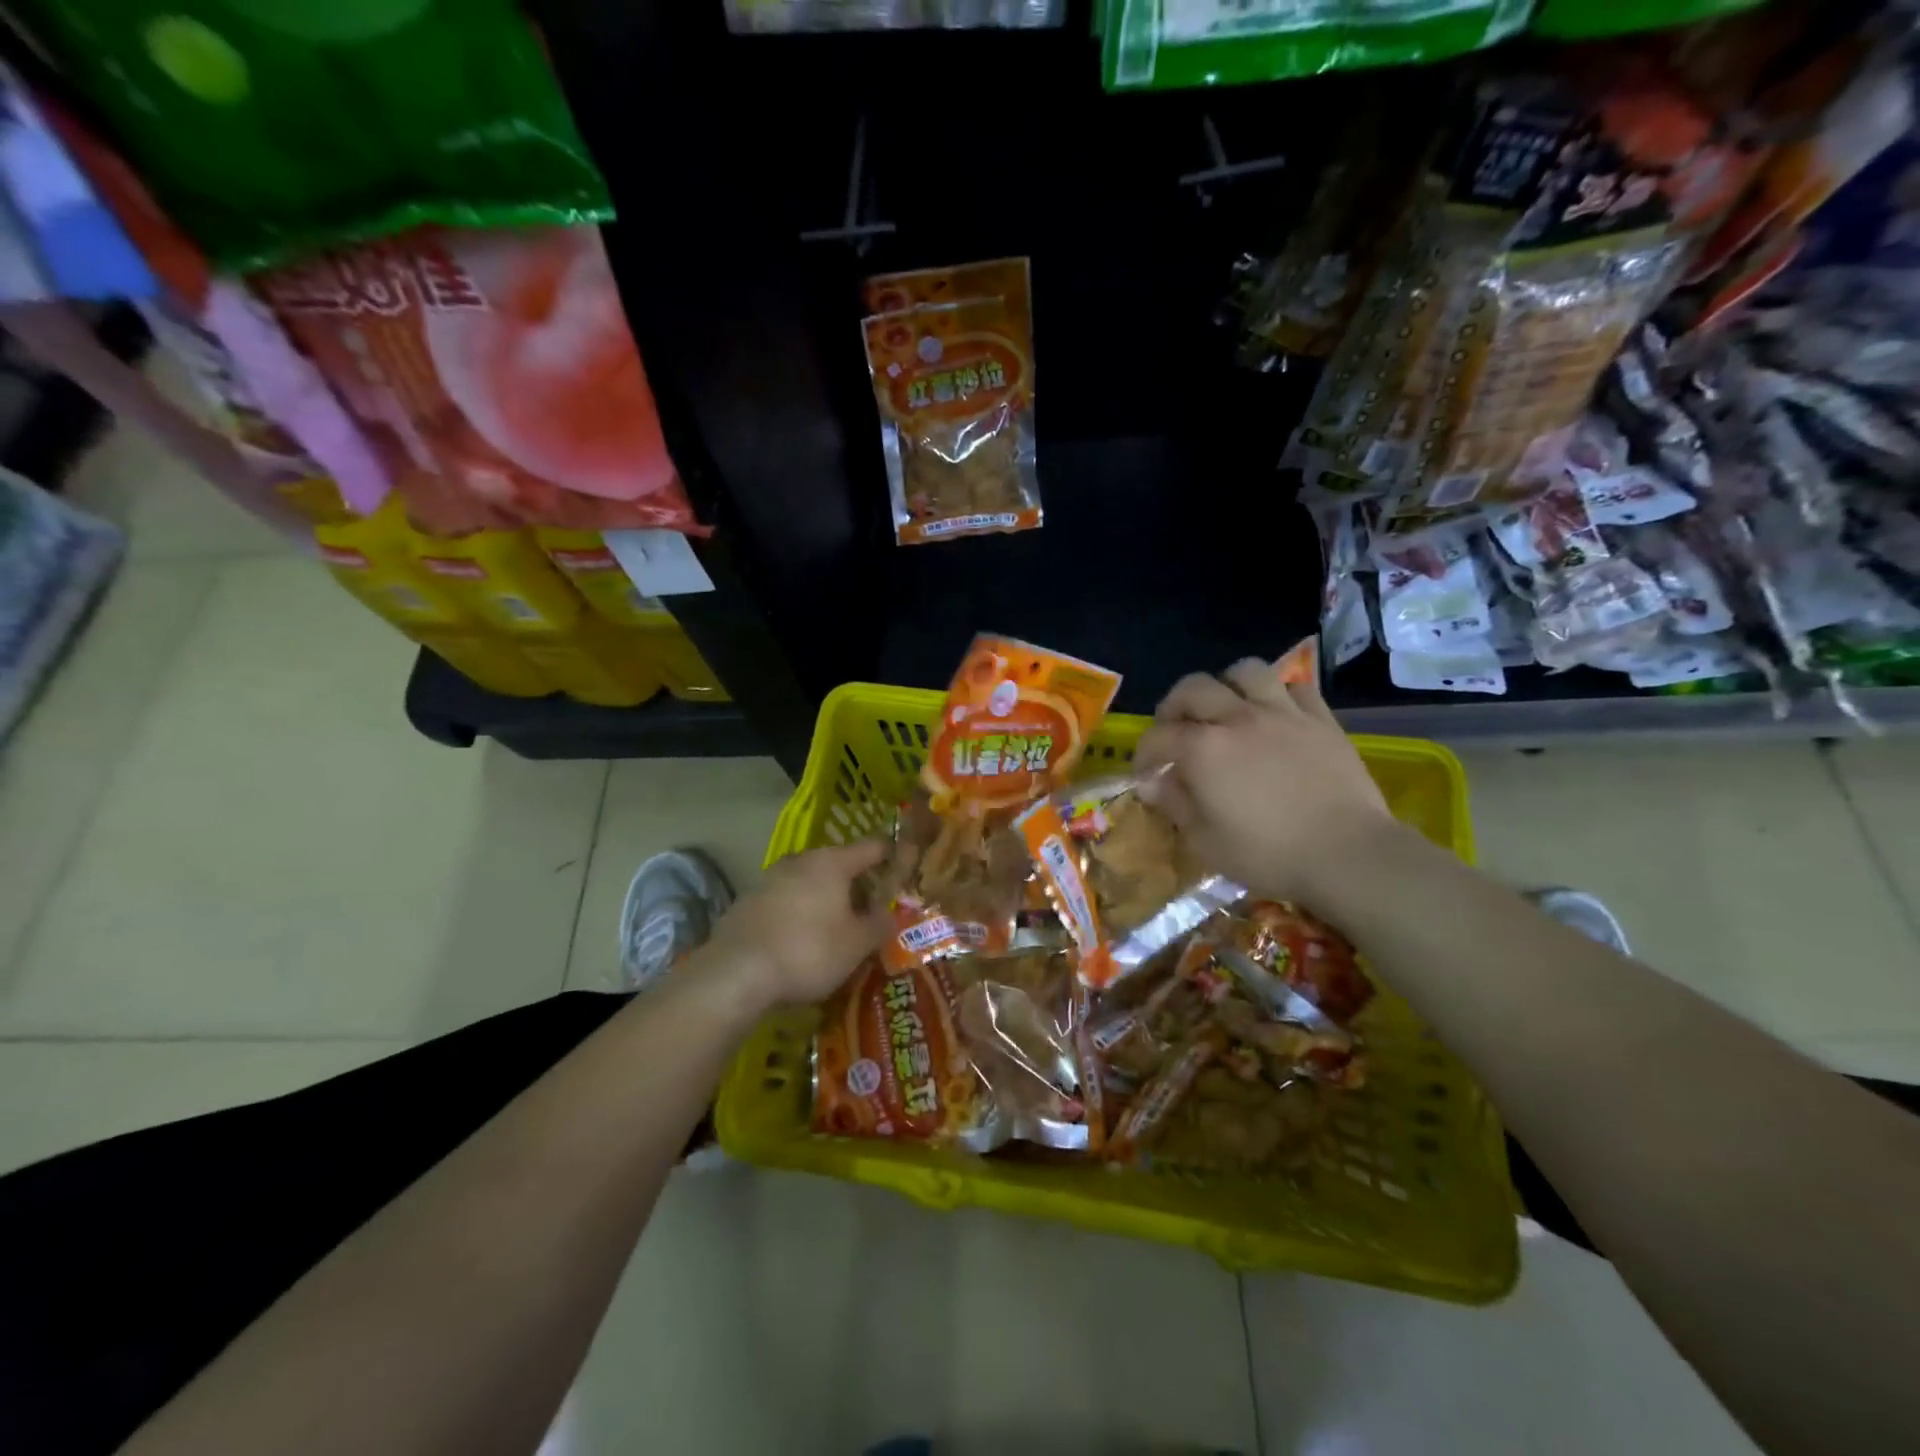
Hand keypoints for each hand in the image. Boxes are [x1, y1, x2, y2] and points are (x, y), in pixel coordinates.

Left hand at [701, 842, 889, 1010]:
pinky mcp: (747, 902)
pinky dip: (799, 914)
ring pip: (809, 883)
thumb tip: (890, 915)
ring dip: (825, 901)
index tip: (904, 869)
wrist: (736, 974)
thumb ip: (879, 925)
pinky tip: (800, 942)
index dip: (893, 856)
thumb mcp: (857, 945)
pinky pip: (785, 902)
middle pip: (839, 866)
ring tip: (836, 931)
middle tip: (870, 913)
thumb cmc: (808, 952)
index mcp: (832, 863)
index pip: (873, 847)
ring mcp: (769, 879)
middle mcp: (800, 861)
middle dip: (856, 886)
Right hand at [1134, 658, 1396, 905]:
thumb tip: (1150, 783)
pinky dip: (1277, 696)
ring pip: (1246, 672)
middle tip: (1175, 731)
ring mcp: (1282, 713)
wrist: (1347, 854)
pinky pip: (1295, 687)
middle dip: (1174, 707)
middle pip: (1193, 688)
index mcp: (1203, 749)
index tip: (1145, 774)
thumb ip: (1174, 804)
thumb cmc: (1268, 854)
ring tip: (1226, 709)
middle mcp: (1237, 718)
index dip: (1143, 754)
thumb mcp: (1205, 841)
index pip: (1158, 737)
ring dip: (1226, 685)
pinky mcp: (1321, 719)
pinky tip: (1274, 716)